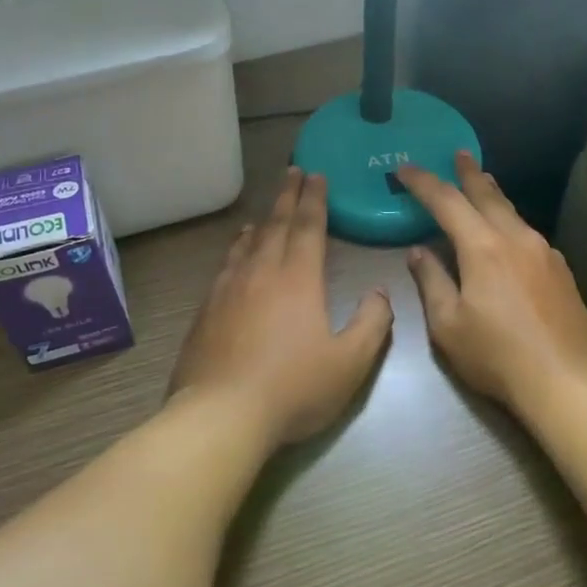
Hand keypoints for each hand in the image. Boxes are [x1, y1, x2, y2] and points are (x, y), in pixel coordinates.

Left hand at [171, 168, 393, 444]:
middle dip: (288, 196)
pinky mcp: (206, 310)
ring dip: (261, 221)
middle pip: (276, 224)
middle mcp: (261, 272)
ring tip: (266, 212)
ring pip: (247, 243)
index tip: (316, 175)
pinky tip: (236, 253)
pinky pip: (225, 265)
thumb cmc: (292, 388)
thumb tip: (380, 293)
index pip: (308, 227)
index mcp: (298, 279)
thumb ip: (372, 323)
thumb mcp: (349, 363)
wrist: (220, 415)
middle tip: (293, 172)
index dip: (314, 199)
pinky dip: (235, 249)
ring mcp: (228, 289)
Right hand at [398, 153, 586, 416]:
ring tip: (483, 183)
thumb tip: (419, 252)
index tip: (405, 168)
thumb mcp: (448, 325)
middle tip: (458, 154)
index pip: (447, 202)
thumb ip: (431, 282)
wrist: (567, 380)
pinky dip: (510, 221)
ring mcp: (544, 252)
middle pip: (488, 195)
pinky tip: (509, 233)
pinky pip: (528, 233)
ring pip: (512, 212)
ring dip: (493, 195)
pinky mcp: (561, 269)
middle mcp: (516, 238)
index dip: (423, 182)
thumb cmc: (497, 355)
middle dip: (468, 173)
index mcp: (483, 247)